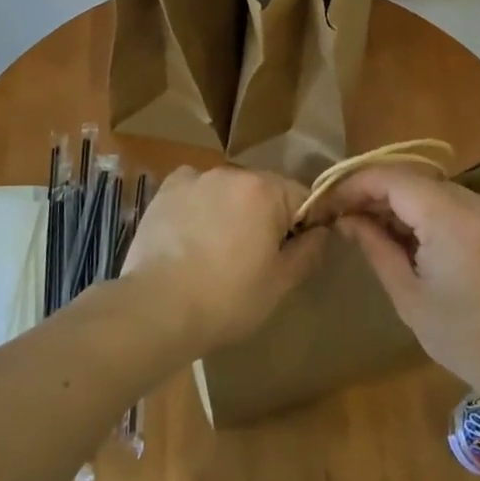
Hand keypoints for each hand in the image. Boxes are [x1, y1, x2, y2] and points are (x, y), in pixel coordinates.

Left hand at [120, 165, 327, 352]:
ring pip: (228, 189)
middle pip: (263, 189)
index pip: (302, 195)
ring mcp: (195, 177)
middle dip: (266, 215)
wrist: (157, 308)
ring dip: (232, 209)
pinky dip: (199, 204)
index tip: (294, 251)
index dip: (305, 223)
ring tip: (218, 249)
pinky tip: (192, 233)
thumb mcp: (280, 283)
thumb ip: (308, 251)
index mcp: (265, 190)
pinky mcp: (166, 189)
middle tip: (256, 256)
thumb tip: (322, 231)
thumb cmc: (227, 299)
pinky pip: (195, 190)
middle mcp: (231, 172)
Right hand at [325, 165, 479, 403]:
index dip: (356, 183)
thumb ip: (376, 248)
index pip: (393, 178)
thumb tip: (347, 219)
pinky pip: (457, 204)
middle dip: (377, 193)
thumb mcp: (410, 298)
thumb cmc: (468, 342)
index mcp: (452, 219)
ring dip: (402, 203)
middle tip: (346, 216)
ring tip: (374, 228)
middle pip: (414, 180)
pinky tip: (413, 238)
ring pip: (435, 190)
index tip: (330, 201)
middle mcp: (478, 202)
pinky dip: (429, 213)